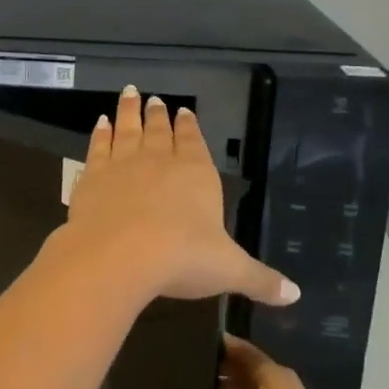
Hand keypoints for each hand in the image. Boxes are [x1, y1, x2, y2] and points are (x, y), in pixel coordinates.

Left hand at [53, 86, 297, 309]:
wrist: (118, 254)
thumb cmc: (182, 257)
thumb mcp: (229, 270)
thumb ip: (260, 279)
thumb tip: (295, 294)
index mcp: (196, 174)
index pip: (194, 141)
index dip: (189, 126)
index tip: (184, 110)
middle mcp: (160, 160)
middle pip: (160, 130)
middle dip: (159, 114)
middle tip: (154, 98)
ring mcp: (123, 164)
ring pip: (128, 129)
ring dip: (129, 112)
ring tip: (129, 93)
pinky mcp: (93, 175)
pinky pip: (99, 146)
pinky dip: (100, 133)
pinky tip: (101, 123)